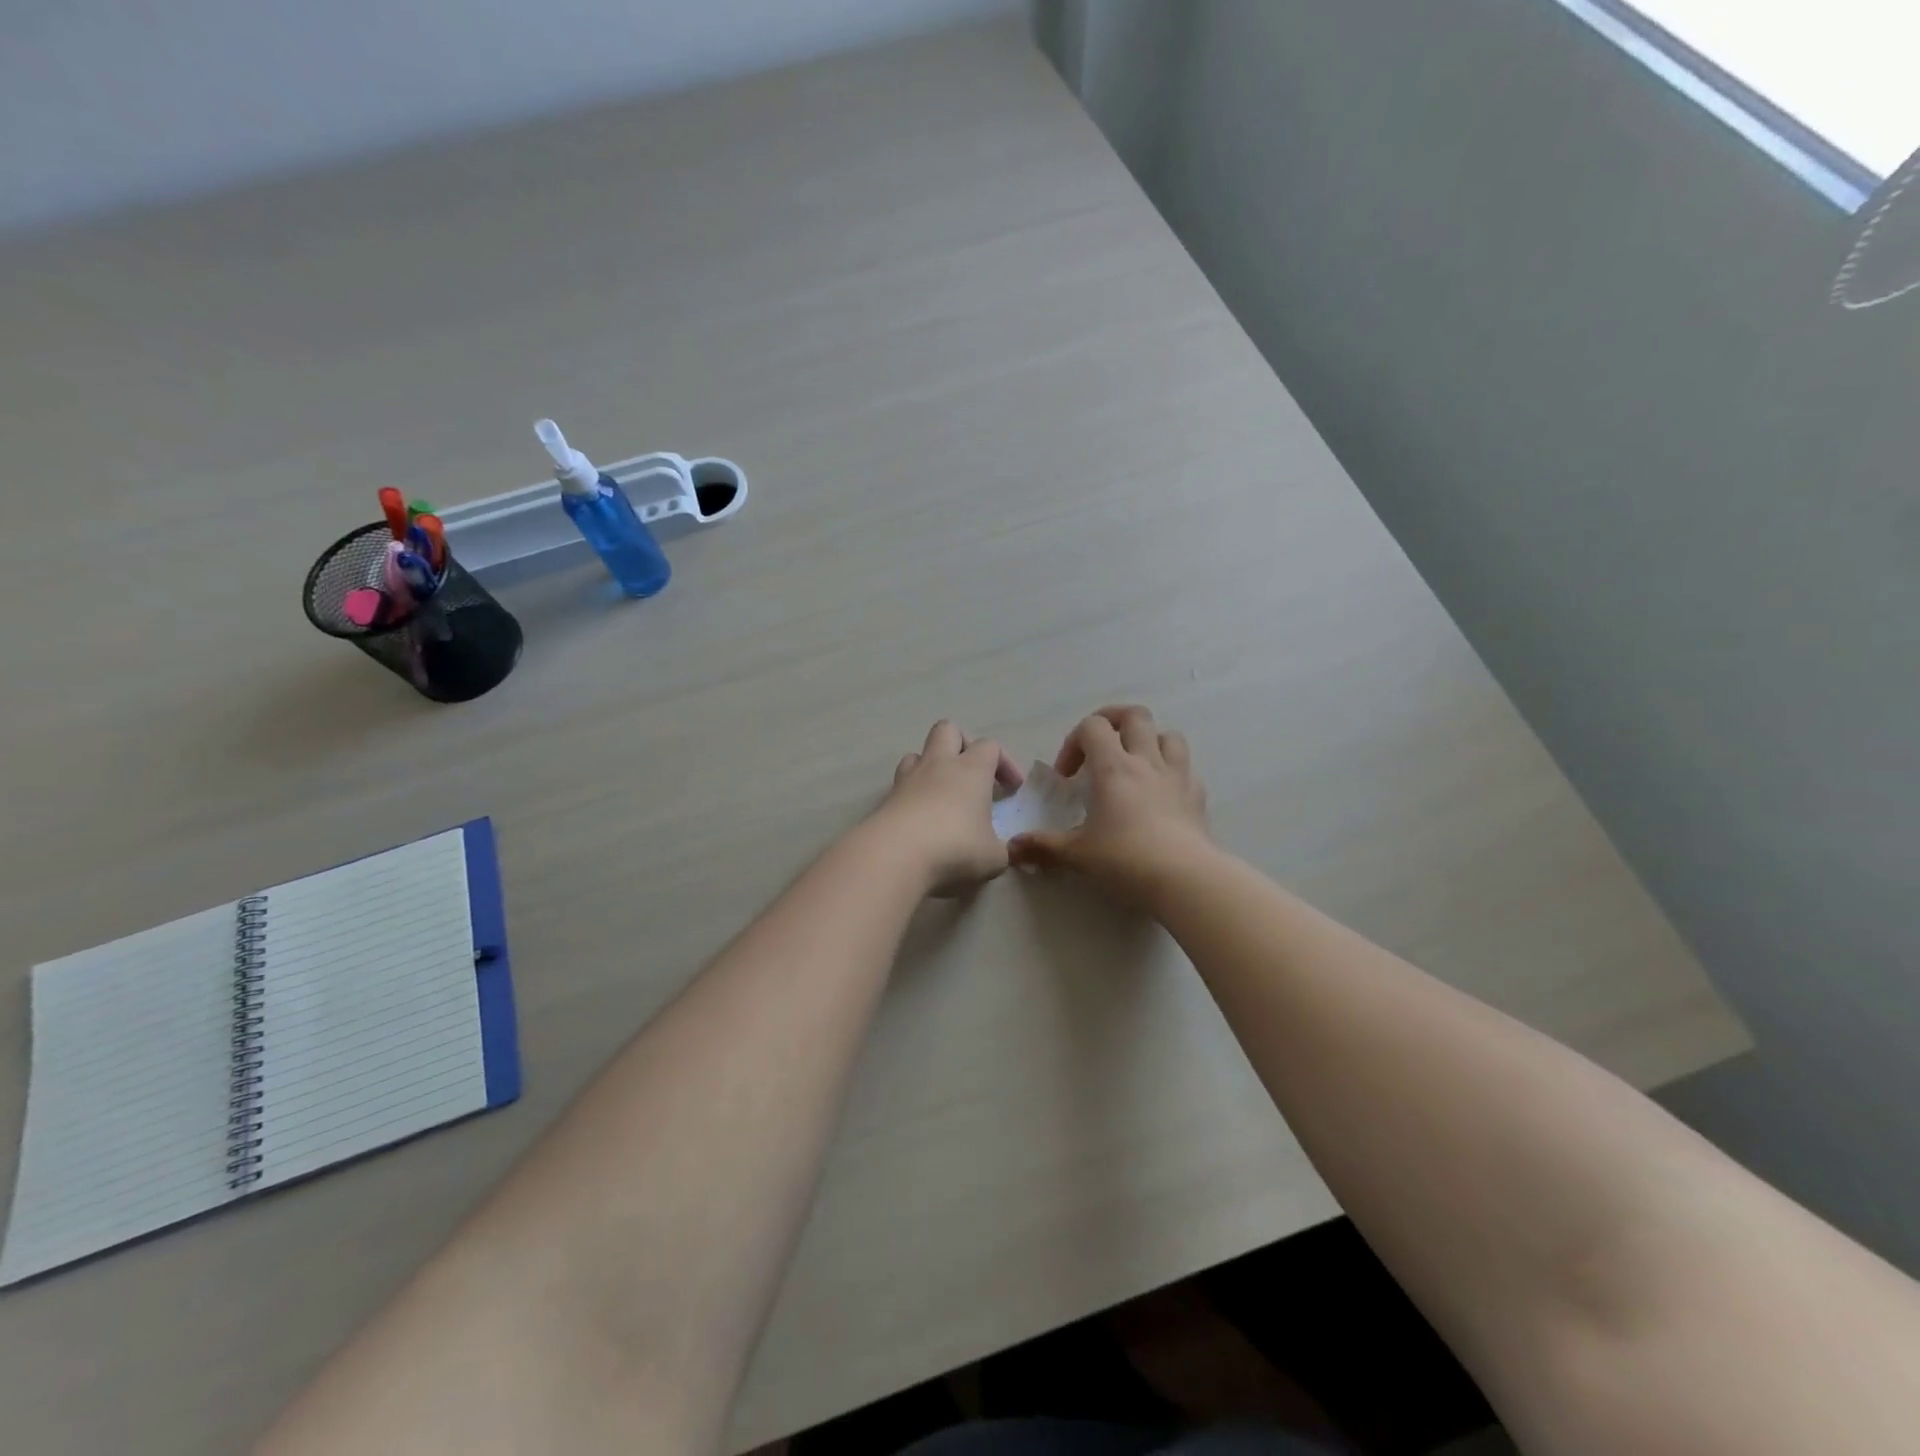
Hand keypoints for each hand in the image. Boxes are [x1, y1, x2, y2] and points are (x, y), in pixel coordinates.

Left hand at [870, 721, 1024, 895]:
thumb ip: (1001, 850)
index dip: (1004, 763)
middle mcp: (939, 764)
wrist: (895, 856)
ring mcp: (908, 779)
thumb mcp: (993, 857)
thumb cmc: (955, 848)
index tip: (1012, 789)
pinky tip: (921, 819)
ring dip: (931, 767)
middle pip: (948, 730)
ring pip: (918, 754)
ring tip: (942, 793)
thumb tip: (1001, 852)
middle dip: (962, 744)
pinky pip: (901, 784)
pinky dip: (913, 794)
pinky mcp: (887, 798)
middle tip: (972, 773)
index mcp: (971, 769)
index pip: (990, 746)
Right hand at [1008, 705, 1210, 896]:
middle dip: (1113, 722)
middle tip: (1099, 748)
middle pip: (1135, 715)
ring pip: (1167, 734)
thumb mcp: (1077, 855)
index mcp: (1114, 767)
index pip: (1092, 727)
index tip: (1067, 776)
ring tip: (1134, 764)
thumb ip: (1043, 847)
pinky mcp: (1198, 795)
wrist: (1186, 879)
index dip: (1073, 743)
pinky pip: (1186, 767)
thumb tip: (1012, 848)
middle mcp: (1147, 761)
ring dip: (1148, 740)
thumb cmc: (1126, 860)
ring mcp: (1177, 775)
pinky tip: (1161, 792)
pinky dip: (1171, 770)